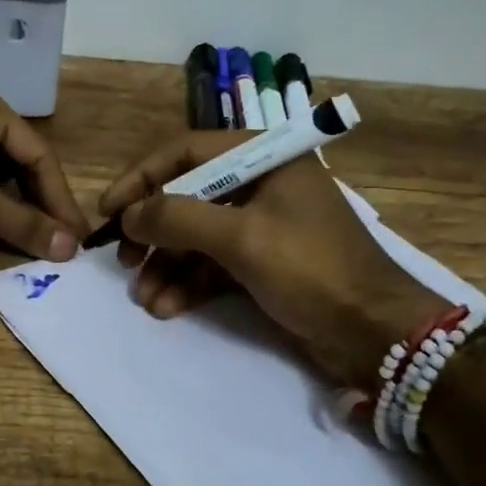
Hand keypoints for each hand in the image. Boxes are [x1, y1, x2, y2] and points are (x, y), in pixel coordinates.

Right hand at [97, 134, 447, 389]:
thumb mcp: (241, 238)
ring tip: (144, 296)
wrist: (376, 333)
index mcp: (265, 159)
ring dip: (168, 265)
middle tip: (126, 260)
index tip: (109, 210)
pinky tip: (167, 307)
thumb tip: (129, 214)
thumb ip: (178, 218)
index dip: (142, 178)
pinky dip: (190, 283)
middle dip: (155, 231)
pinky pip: (216, 264)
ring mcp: (264, 225)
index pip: (187, 152)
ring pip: (199, 236)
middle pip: (189, 196)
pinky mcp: (265, 263)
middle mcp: (262, 184)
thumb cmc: (312, 270)